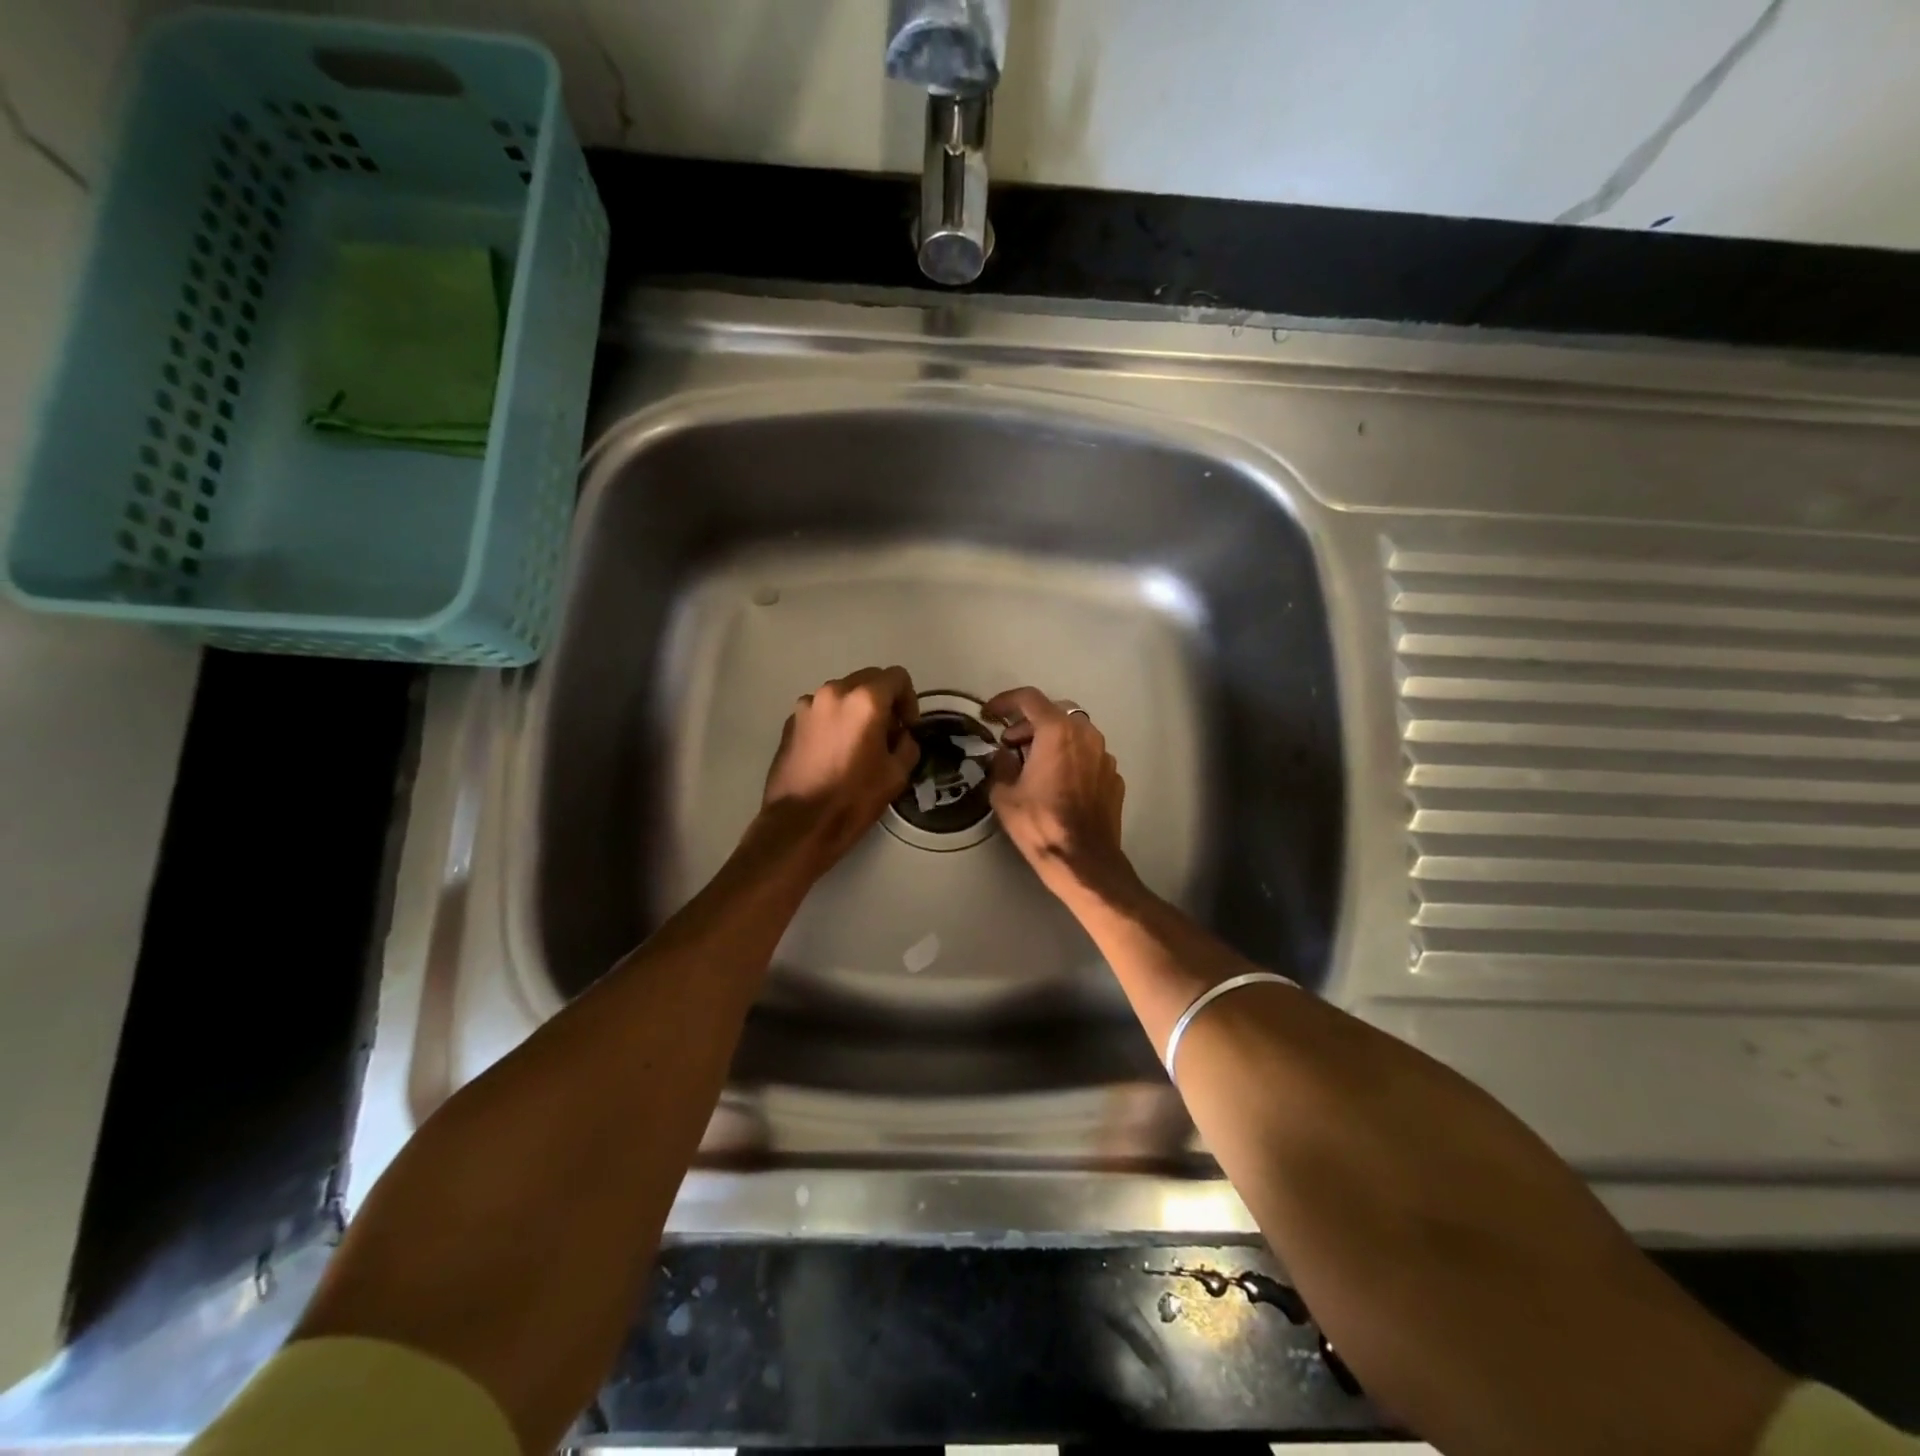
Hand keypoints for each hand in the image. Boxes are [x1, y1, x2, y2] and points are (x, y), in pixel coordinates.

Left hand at [761, 666, 920, 871]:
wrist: (800, 823)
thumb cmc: (853, 799)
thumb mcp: (897, 774)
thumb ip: (907, 744)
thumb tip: (901, 735)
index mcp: (865, 700)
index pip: (897, 677)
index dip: (909, 699)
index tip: (906, 727)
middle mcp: (834, 692)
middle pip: (869, 679)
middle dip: (883, 700)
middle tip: (886, 734)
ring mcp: (807, 705)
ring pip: (843, 693)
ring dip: (856, 709)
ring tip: (858, 743)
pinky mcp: (790, 721)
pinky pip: (821, 710)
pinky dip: (833, 720)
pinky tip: (833, 751)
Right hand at [985, 687, 1135, 903]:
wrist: (1084, 861)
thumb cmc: (1040, 824)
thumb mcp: (1004, 795)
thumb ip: (1000, 765)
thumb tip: (1003, 755)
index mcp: (1057, 732)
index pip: (1030, 698)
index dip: (1006, 700)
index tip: (991, 713)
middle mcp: (1086, 734)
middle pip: (1055, 712)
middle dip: (1029, 723)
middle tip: (1010, 743)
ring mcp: (1105, 755)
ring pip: (1075, 733)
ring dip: (1052, 740)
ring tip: (1032, 763)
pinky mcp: (1114, 776)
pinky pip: (1088, 756)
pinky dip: (1070, 759)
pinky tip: (1058, 783)